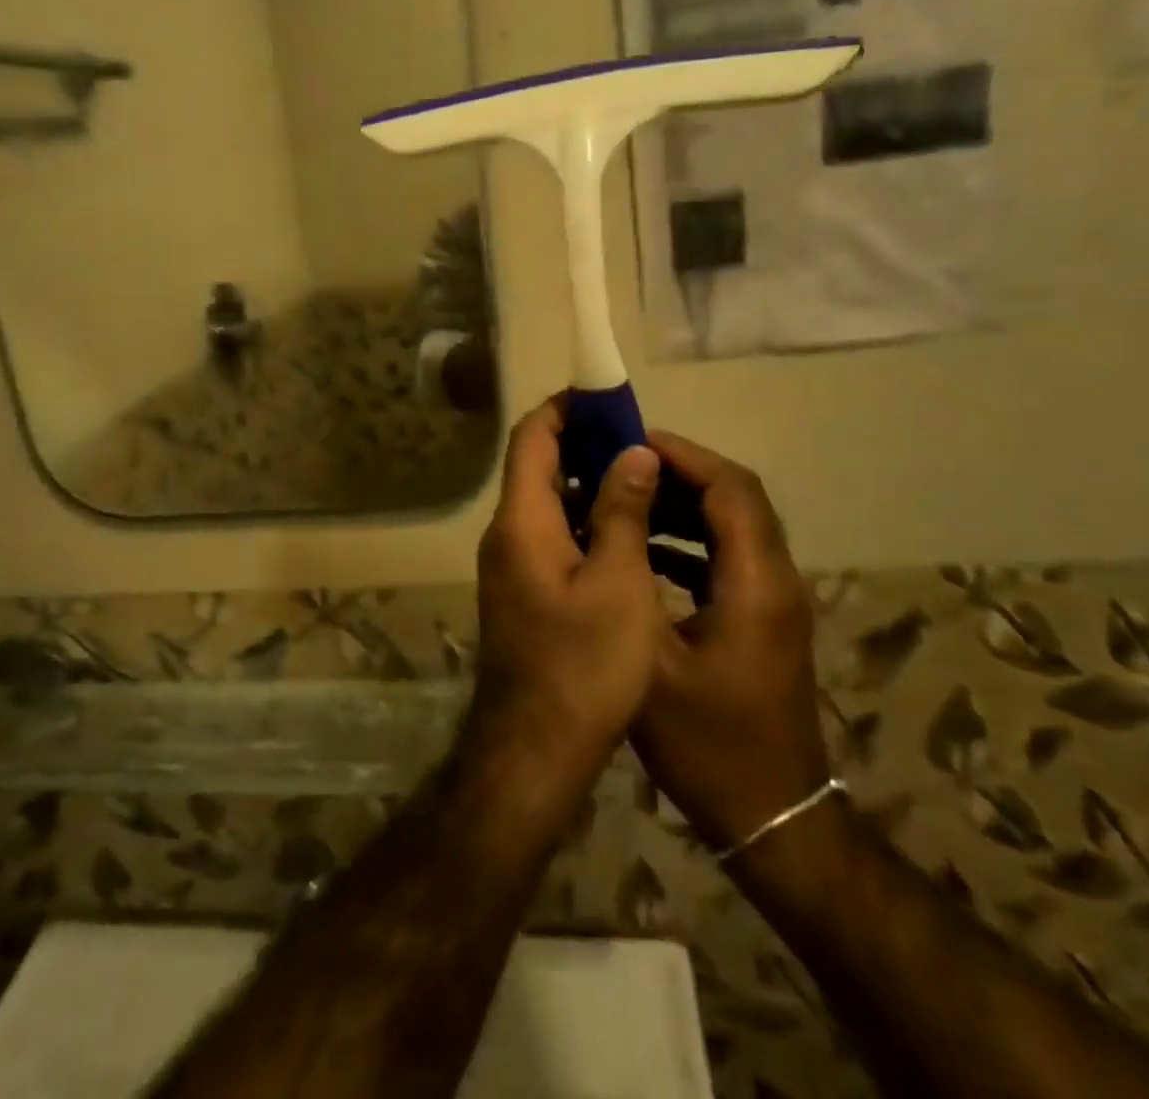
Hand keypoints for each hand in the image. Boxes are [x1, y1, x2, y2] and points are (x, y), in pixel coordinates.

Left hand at [468, 397, 669, 791]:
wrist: (536, 749)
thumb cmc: (584, 665)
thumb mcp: (618, 583)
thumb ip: (622, 511)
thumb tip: (631, 452)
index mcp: (521, 521)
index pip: (532, 437)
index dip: (565, 409)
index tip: (607, 399)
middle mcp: (505, 534)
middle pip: (537, 466)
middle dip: (584, 445)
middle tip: (639, 443)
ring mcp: (510, 564)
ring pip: (547, 503)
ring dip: (588, 485)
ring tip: (642, 482)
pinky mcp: (522, 590)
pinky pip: (550, 535)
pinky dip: (583, 521)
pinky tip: (626, 533)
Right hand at [634, 431, 829, 851]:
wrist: (770, 817)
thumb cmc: (707, 742)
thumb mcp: (653, 662)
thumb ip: (632, 581)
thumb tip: (611, 517)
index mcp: (755, 583)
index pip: (731, 490)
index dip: (685, 457)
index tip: (632, 442)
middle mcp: (776, 580)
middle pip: (738, 500)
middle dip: (682, 473)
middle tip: (621, 465)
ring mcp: (774, 602)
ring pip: (735, 527)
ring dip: (685, 505)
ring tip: (628, 497)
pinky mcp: (765, 620)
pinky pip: (730, 558)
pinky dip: (691, 540)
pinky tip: (646, 550)